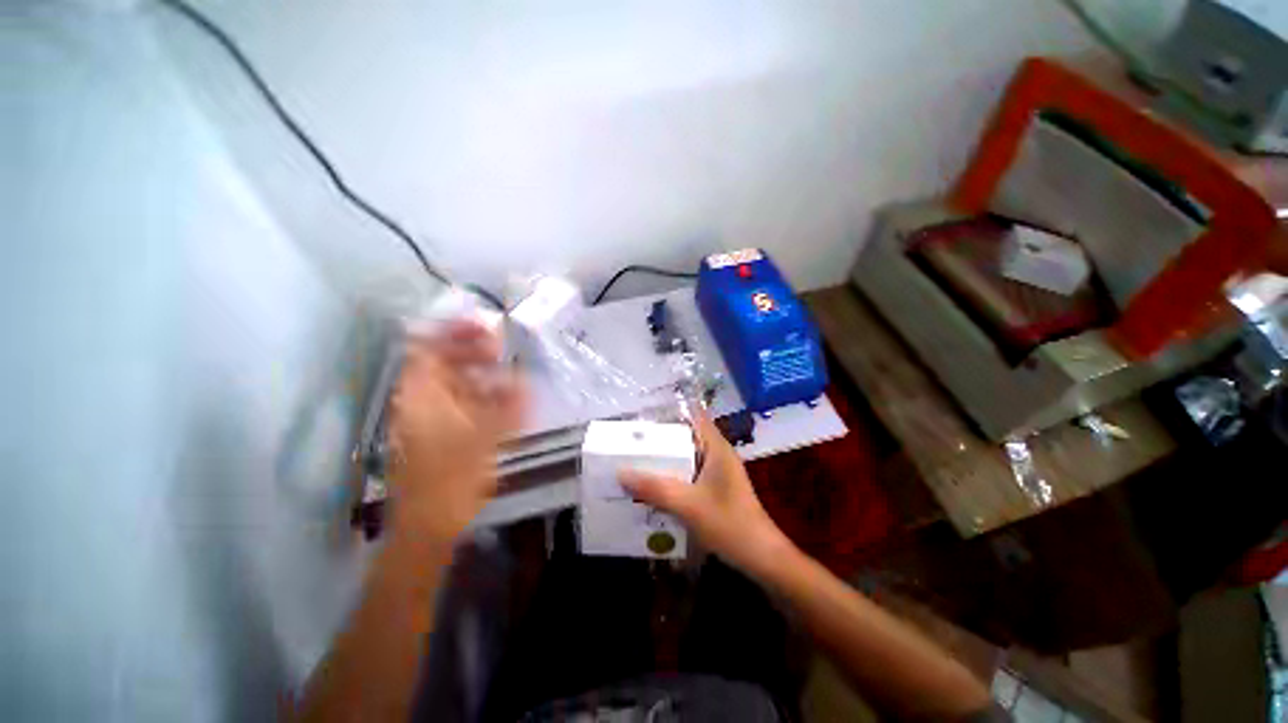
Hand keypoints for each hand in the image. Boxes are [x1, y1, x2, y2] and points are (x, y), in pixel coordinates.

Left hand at [388, 321, 524, 547]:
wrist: (428, 527)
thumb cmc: (452, 481)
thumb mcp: (484, 439)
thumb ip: (507, 406)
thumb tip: (523, 377)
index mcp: (421, 398)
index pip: (428, 349)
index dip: (454, 333)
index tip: (485, 326)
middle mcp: (418, 402)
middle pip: (440, 363)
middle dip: (471, 351)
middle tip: (503, 347)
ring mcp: (426, 419)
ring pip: (451, 384)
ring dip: (477, 372)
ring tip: (507, 370)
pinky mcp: (437, 434)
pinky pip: (457, 402)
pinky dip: (478, 394)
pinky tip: (500, 399)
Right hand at [620, 413, 790, 573]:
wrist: (761, 558)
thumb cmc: (729, 525)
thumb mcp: (688, 506)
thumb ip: (655, 489)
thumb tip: (621, 472)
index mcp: (717, 448)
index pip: (694, 416)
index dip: (671, 411)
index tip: (644, 413)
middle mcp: (718, 454)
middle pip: (686, 436)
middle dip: (661, 438)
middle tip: (631, 439)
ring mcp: (718, 472)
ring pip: (687, 457)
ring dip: (666, 459)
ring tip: (636, 460)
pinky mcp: (716, 489)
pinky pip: (689, 474)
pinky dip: (673, 476)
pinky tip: (654, 487)